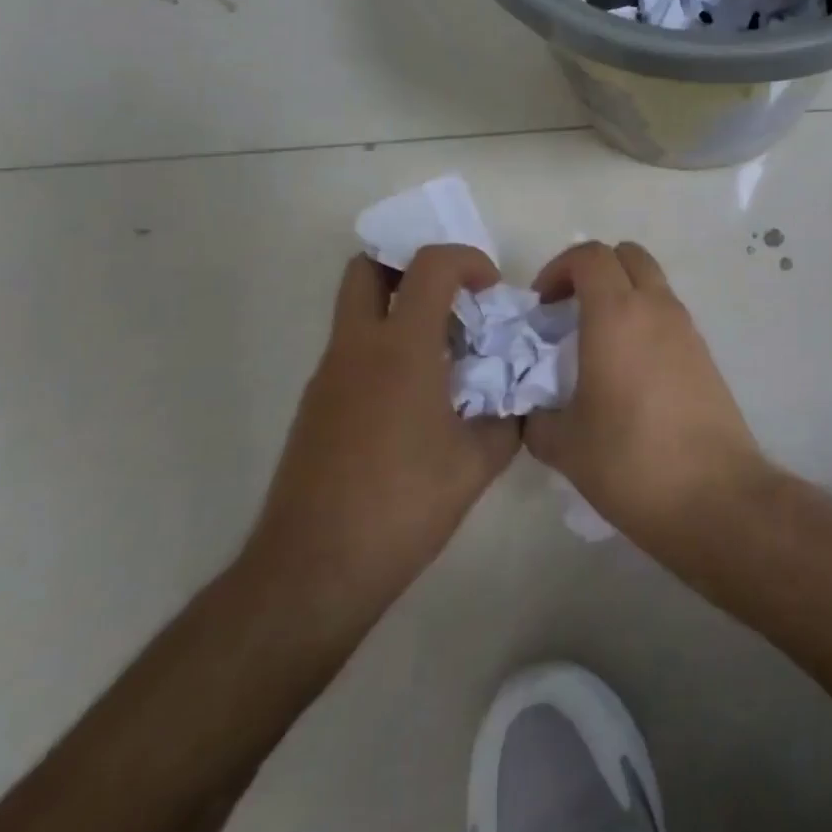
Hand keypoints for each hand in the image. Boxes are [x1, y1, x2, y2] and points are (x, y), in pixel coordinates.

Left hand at [244, 245, 518, 629]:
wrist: (314, 570)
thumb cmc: (403, 507)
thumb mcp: (477, 464)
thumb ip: (507, 418)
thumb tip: (517, 398)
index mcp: (401, 348)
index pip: (430, 265)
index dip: (468, 260)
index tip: (491, 291)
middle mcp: (357, 347)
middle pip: (368, 267)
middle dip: (411, 265)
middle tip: (451, 297)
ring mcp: (328, 375)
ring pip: (356, 309)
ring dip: (399, 308)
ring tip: (443, 354)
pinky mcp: (315, 405)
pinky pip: (352, 350)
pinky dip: (384, 348)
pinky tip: (415, 399)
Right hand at [526, 241, 766, 546]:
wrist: (714, 496)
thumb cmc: (630, 461)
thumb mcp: (564, 444)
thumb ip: (537, 417)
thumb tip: (533, 410)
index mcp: (616, 314)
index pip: (589, 255)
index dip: (558, 269)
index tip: (542, 305)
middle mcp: (656, 308)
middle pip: (627, 255)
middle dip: (593, 270)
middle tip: (569, 311)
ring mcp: (687, 329)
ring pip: (652, 283)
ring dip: (621, 295)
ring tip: (596, 343)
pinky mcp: (705, 355)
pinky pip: (668, 315)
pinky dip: (644, 321)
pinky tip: (628, 371)